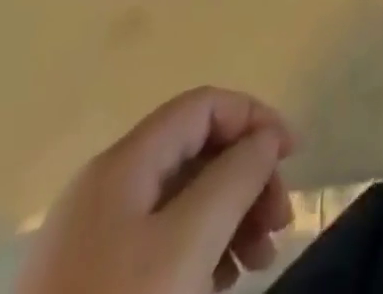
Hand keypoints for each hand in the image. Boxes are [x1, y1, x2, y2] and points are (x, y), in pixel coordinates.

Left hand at [19, 87, 296, 293]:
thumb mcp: (188, 243)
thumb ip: (236, 176)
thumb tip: (265, 137)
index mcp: (123, 162)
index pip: (204, 105)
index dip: (255, 118)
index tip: (292, 157)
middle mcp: (106, 187)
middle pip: (196, 152)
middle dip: (247, 178)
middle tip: (279, 224)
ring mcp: (93, 238)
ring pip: (182, 200)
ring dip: (231, 217)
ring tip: (259, 261)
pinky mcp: (90, 282)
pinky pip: (160, 241)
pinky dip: (200, 249)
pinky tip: (221, 281)